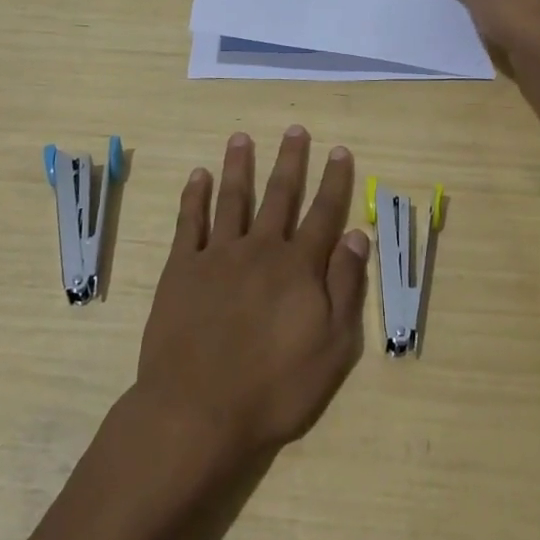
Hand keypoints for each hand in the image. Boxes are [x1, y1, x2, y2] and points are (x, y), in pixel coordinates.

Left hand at [133, 128, 369, 474]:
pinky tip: (199, 175)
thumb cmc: (274, 388)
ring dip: (239, 165)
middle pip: (280, 194)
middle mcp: (261, 248)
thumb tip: (358, 234)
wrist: (198, 410)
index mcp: (298, 266)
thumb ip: (346, 286)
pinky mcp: (181, 268)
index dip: (334, 180)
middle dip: (290, 160)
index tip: (339, 150)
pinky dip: (195, 196)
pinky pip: (189, 222)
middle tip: (294, 129)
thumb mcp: (332, 347)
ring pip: (233, 198)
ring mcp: (218, 254)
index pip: (323, 213)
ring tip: (242, 137)